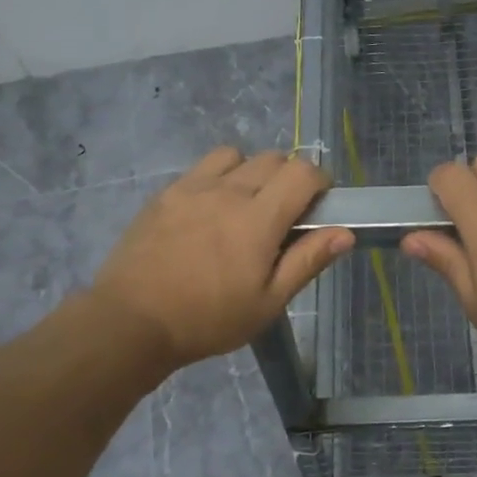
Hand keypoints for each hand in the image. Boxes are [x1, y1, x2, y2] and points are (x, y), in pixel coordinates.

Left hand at [90, 148, 352, 369]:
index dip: (320, 181)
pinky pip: (202, 167)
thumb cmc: (207, 319)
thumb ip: (307, 261)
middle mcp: (229, 191)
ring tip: (245, 205)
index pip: (302, 172)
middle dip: (289, 178)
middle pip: (273, 158)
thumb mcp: (267, 302)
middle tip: (284, 214)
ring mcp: (193, 187)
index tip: (319, 205)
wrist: (131, 321)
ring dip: (251, 171)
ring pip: (236, 155)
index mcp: (259, 218)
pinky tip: (209, 210)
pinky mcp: (166, 193)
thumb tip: (345, 233)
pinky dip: (219, 177)